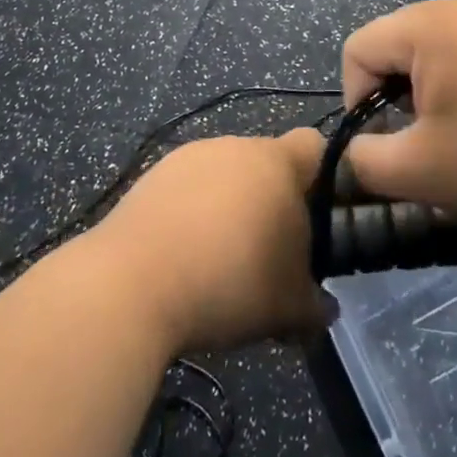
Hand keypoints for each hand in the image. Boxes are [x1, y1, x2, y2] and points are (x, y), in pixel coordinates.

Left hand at [92, 129, 328, 354]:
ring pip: (225, 177)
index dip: (323, 177)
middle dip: (272, 202)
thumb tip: (324, 310)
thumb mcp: (287, 307)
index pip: (314, 145)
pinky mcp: (152, 176)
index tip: (318, 218)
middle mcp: (234, 146)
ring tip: (221, 260)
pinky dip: (193, 213)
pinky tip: (183, 256)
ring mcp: (189, 157)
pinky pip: (188, 189)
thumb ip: (315, 305)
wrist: (132, 284)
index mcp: (276, 162)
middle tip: (270, 253)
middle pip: (267, 163)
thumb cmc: (229, 283)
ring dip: (230, 207)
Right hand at [341, 0, 456, 235]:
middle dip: (399, 101)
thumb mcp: (422, 173)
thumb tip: (357, 150)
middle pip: (397, 48)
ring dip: (435, 99)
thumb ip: (365, 160)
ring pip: (437, 55)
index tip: (393, 146)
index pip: (358, 49)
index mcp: (430, 23)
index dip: (357, 102)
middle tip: (432, 146)